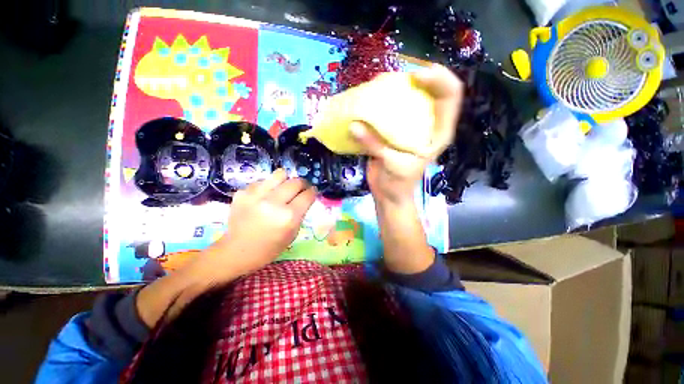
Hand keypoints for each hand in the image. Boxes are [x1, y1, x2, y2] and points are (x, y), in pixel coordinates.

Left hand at [205, 169, 315, 277]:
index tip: (312, 191)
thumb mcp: (293, 233)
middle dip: (302, 184)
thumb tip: (306, 197)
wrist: (238, 251)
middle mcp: (273, 202)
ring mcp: (256, 195)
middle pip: (296, 182)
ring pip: (280, 174)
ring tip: (283, 187)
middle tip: (301, 188)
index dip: (313, 191)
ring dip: (286, 180)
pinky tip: (265, 196)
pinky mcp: (243, 192)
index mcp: (289, 216)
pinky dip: (268, 186)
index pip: (307, 195)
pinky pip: (263, 181)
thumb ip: (301, 213)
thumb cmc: (270, 247)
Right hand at [351, 64, 462, 204]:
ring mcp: (411, 127)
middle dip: (416, 78)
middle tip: (394, 76)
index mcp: (438, 133)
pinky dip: (383, 103)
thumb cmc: (398, 184)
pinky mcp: (395, 131)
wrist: (388, 194)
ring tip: (380, 84)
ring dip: (397, 88)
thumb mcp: (391, 165)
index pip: (450, 96)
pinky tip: (371, 100)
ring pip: (410, 98)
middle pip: (431, 90)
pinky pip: (392, 111)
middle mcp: (428, 125)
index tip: (416, 75)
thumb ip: (375, 145)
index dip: (439, 80)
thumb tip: (354, 125)